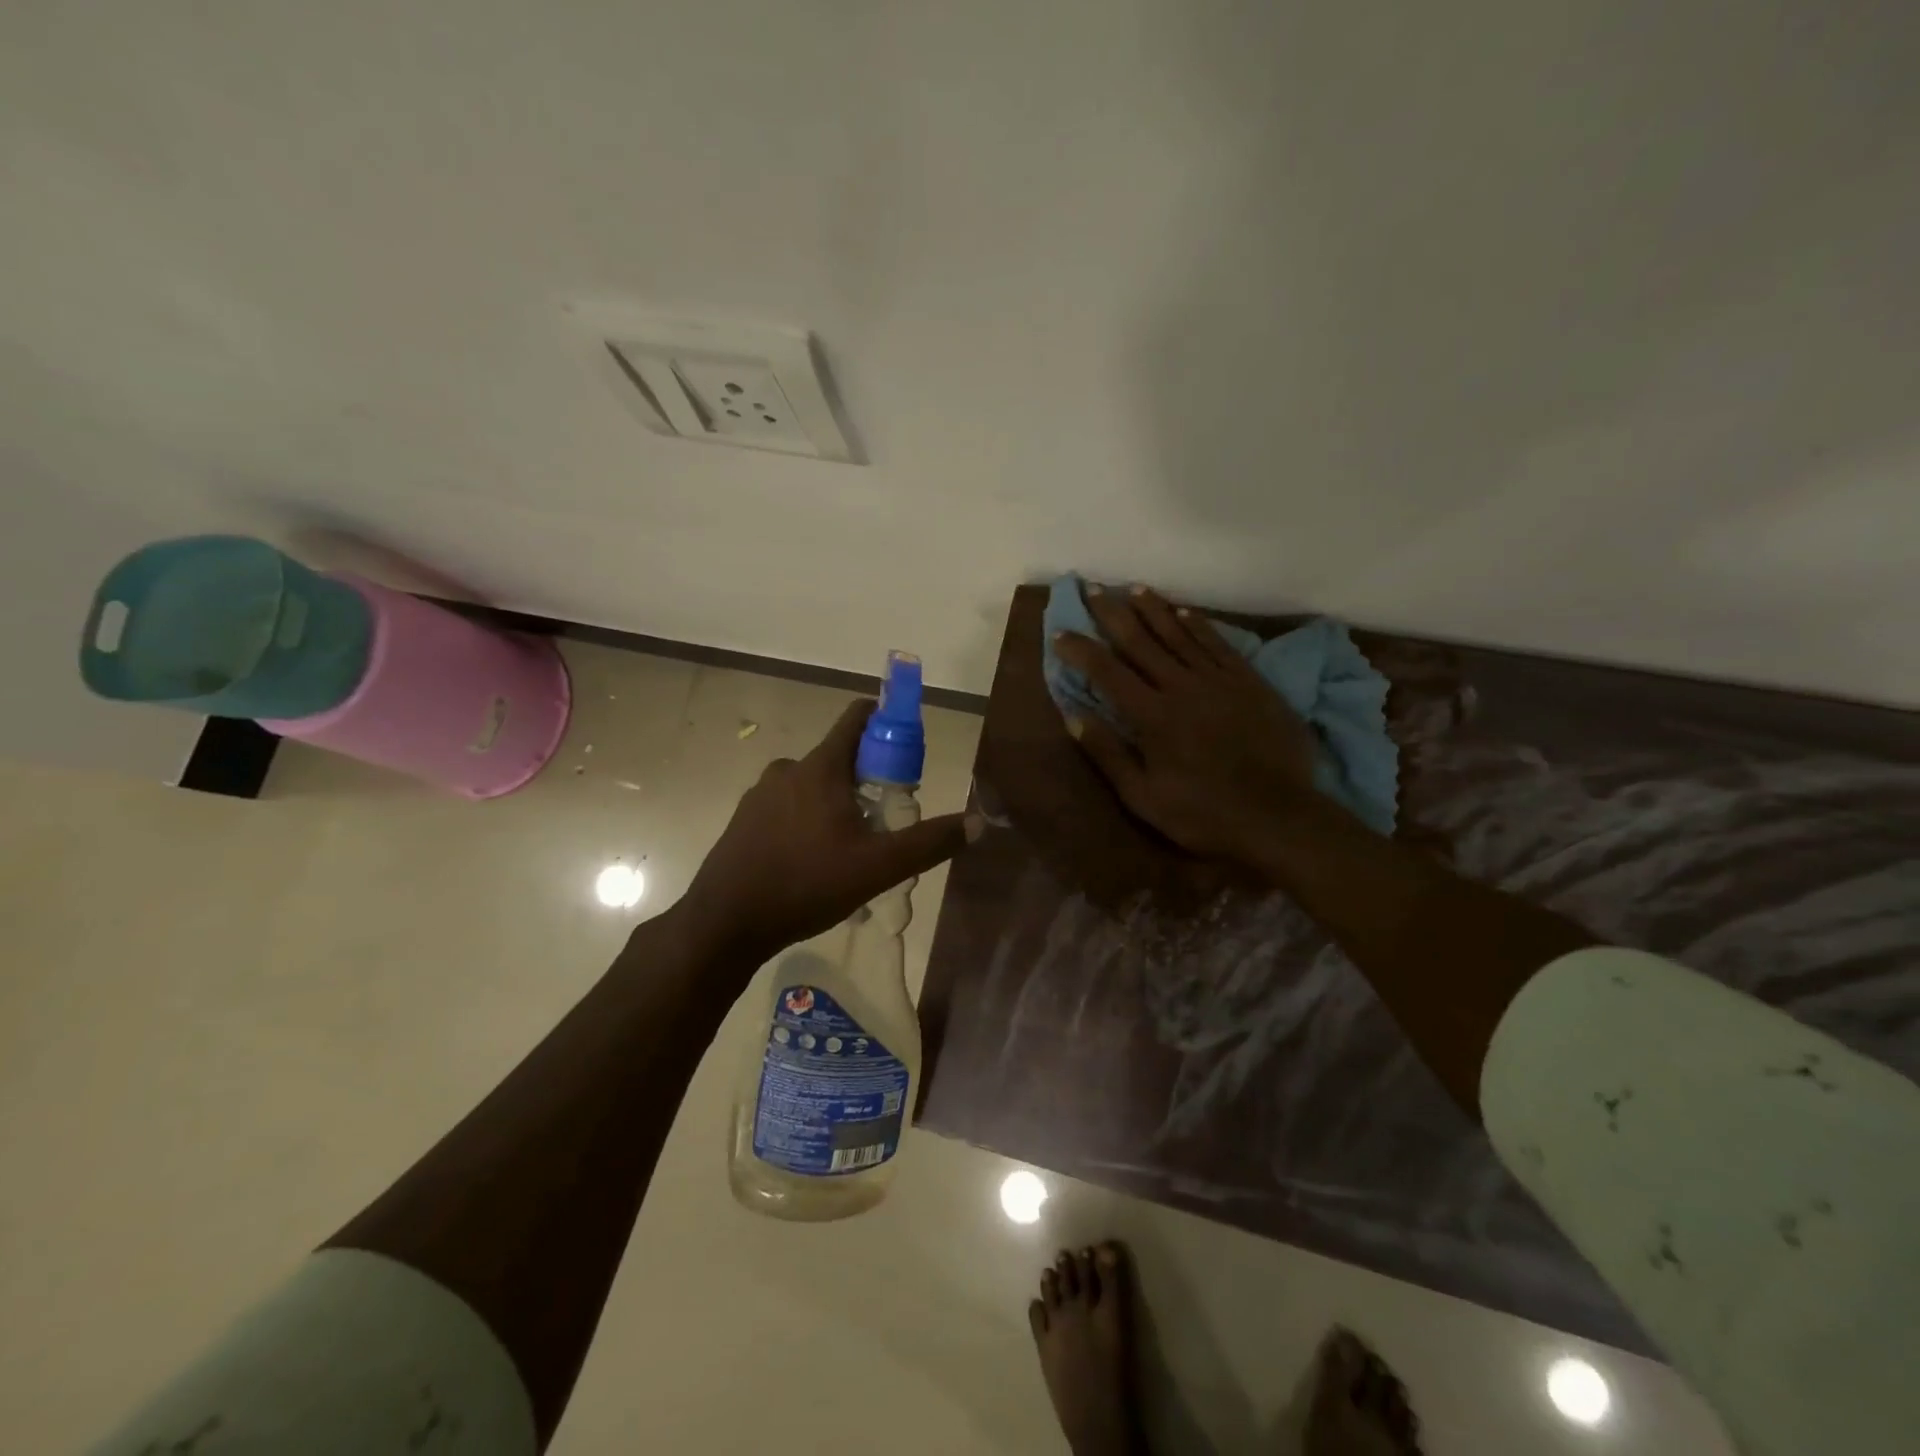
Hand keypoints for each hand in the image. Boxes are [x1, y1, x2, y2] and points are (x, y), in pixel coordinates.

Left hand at [676, 698, 980, 968]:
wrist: (725, 923)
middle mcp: (788, 770)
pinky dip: (809, 822)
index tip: (908, 748)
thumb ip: (929, 842)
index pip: (858, 717)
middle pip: (841, 757)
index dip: (888, 721)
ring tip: (852, 850)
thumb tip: (978, 822)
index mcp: (820, 768)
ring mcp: (760, 795)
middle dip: (869, 779)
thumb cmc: (806, 884)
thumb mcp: (878, 867)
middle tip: (887, 819)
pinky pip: (789, 808)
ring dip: (838, 805)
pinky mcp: (744, 821)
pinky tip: (815, 863)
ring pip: (814, 786)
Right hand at [1055, 584, 1319, 866]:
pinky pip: (1219, 645)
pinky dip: (1200, 625)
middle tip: (1094, 589)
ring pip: (1180, 634)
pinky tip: (1185, 611)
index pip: (1107, 672)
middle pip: (1141, 641)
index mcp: (1152, 715)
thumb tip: (1072, 716)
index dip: (1081, 650)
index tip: (1060, 633)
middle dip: (1113, 614)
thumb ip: (1107, 753)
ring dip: (1154, 609)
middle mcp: (1182, 687)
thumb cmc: (1203, 813)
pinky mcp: (1250, 682)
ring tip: (1134, 588)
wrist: (1278, 815)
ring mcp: (1219, 681)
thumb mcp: (1142, 796)